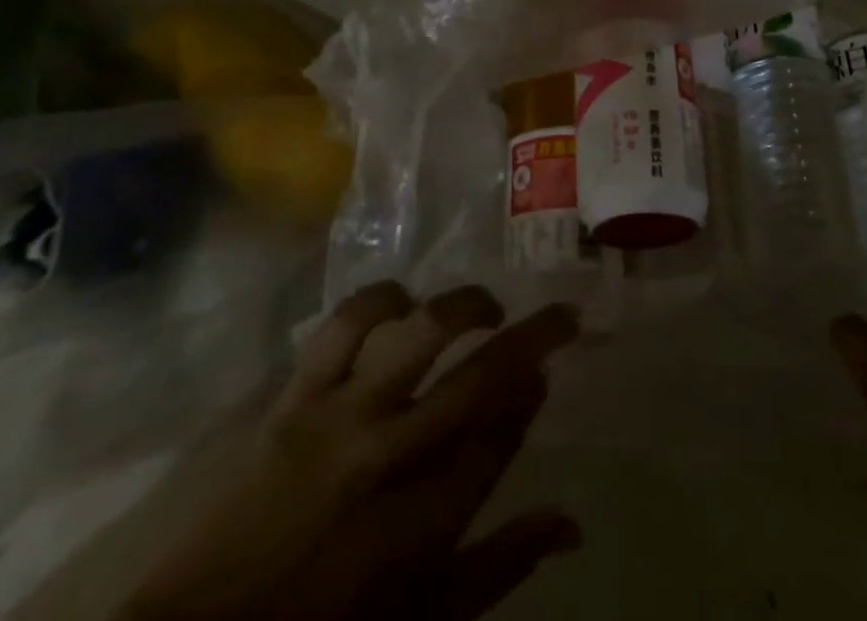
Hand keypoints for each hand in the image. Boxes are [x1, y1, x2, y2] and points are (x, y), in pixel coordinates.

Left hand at [118, 283, 580, 620]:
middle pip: (482, 380)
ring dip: (465, 307)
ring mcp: (341, 419)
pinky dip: (380, 300)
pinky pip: (343, 327)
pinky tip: (402, 300)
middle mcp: (393, 459)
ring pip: (421, 335)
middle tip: (561, 315)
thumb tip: (571, 524)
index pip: (501, 437)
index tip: (546, 371)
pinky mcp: (295, 398)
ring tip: (485, 307)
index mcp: (425, 524)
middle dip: (534, 339)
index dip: (530, 396)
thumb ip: (501, 567)